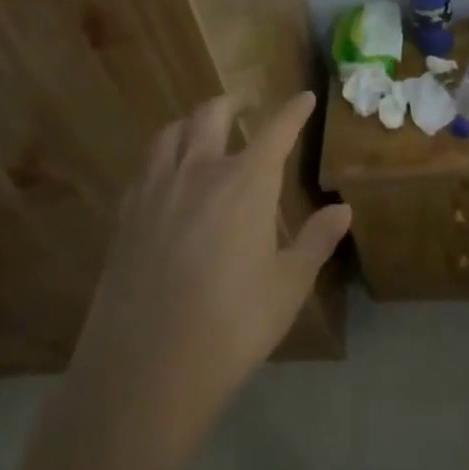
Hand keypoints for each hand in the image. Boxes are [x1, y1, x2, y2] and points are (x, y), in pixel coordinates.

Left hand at [71, 92, 350, 459]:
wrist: (145, 372)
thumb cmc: (231, 326)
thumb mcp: (288, 286)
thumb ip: (316, 240)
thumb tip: (342, 210)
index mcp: (245, 182)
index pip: (276, 130)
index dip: (294, 111)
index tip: (305, 98)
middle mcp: (199, 172)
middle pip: (213, 114)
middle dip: (234, 102)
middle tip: (248, 106)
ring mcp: (156, 191)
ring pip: (171, 132)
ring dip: (193, 122)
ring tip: (204, 131)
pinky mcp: (126, 216)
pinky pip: (146, 166)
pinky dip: (163, 155)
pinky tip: (169, 177)